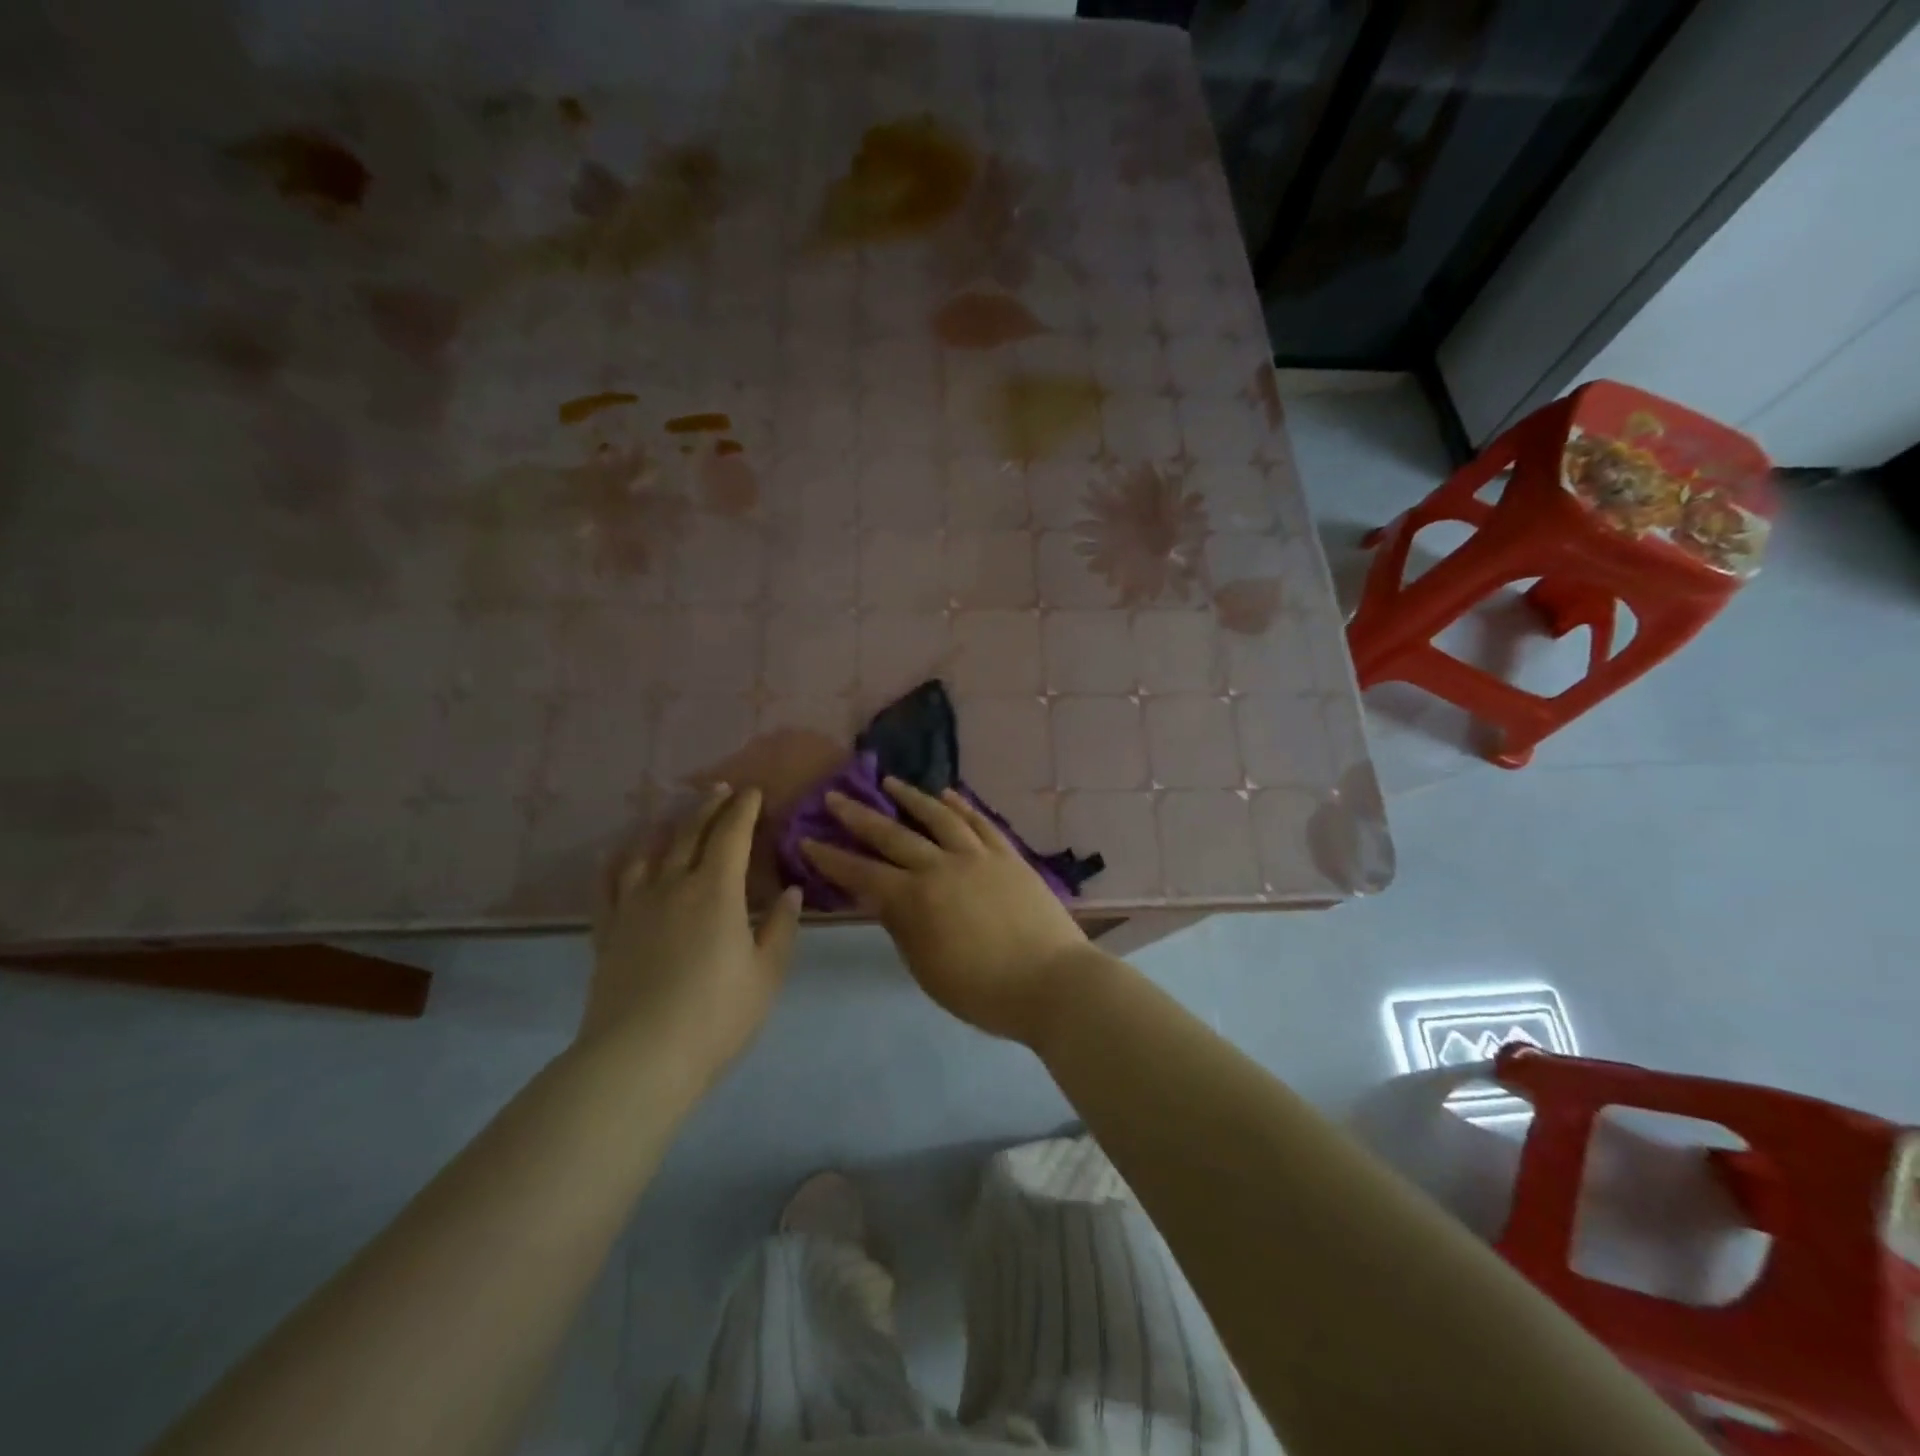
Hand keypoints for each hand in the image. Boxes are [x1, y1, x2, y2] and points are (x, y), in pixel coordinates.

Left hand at [585, 784, 801, 1088]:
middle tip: (721, 789)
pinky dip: (619, 860)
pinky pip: (609, 883)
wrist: (639, 1058)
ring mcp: (634, 906)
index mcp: (716, 891)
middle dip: (708, 806)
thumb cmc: (716, 1016)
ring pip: (649, 850)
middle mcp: (672, 885)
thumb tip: (790, 891)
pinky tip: (623, 854)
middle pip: (689, 832)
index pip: (731, 834)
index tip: (754, 791)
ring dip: (667, 825)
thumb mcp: (766, 974)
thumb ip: (781, 927)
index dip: (744, 809)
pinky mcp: (608, 931)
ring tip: (677, 814)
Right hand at [800, 778, 1091, 1044]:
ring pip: (938, 817)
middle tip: (835, 797)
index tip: (807, 840)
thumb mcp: (928, 970)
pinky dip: (961, 806)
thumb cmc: (983, 990)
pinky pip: (980, 822)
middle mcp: (942, 866)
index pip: (862, 873)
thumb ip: (903, 928)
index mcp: (915, 900)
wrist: (1052, 982)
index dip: (831, 858)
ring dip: (911, 798)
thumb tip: (884, 898)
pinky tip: (948, 794)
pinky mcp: (1008, 854)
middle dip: (859, 816)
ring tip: (890, 782)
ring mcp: (978, 856)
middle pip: (893, 835)